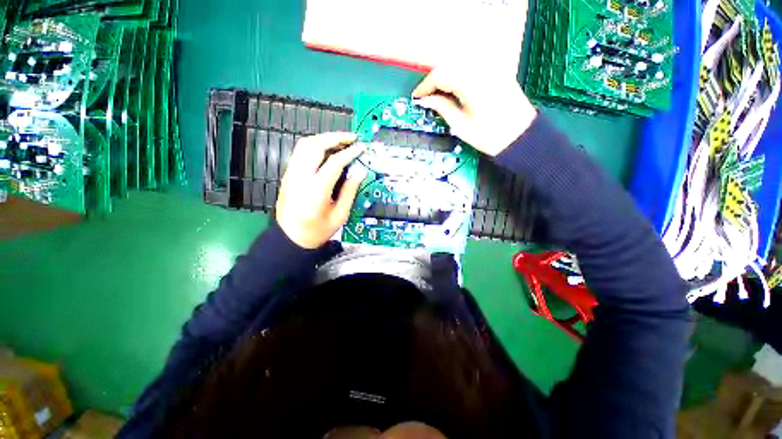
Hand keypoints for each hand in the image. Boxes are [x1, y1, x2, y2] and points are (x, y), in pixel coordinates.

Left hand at [276, 132, 367, 248]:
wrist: (291, 238)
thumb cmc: (317, 230)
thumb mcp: (340, 215)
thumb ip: (350, 191)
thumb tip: (360, 172)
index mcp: (316, 190)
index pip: (334, 162)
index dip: (350, 153)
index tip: (361, 148)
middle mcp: (301, 177)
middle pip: (315, 146)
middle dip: (335, 137)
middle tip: (351, 138)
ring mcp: (291, 174)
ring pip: (305, 145)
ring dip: (324, 138)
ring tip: (340, 141)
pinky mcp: (288, 174)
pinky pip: (300, 152)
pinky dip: (315, 145)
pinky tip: (326, 150)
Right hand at [412, 66, 537, 155]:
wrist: (520, 136)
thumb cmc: (489, 136)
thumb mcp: (461, 125)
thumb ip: (442, 107)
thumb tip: (425, 100)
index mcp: (470, 83)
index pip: (440, 75)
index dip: (425, 86)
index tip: (417, 97)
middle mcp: (481, 69)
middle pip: (449, 65)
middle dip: (434, 80)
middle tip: (426, 97)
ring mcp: (491, 68)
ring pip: (459, 64)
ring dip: (445, 77)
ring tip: (437, 94)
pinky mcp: (496, 71)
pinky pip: (471, 67)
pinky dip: (458, 76)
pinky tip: (454, 89)